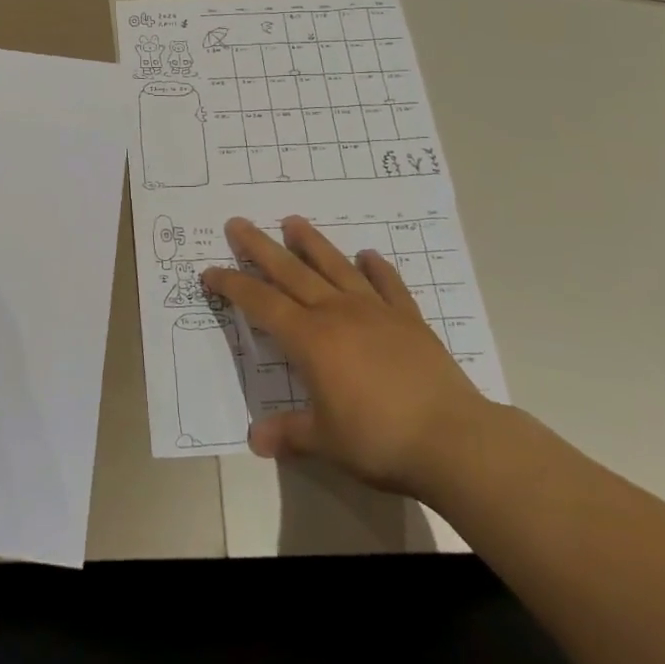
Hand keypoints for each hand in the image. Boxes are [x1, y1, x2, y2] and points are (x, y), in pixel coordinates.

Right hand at [202, 216, 497, 499]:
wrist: (453, 440)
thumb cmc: (379, 440)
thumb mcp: (326, 442)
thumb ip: (290, 433)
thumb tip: (256, 439)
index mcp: (310, 339)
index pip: (261, 304)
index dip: (233, 286)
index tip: (211, 272)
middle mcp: (337, 313)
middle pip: (291, 272)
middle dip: (260, 247)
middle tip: (238, 223)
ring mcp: (375, 311)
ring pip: (335, 267)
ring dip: (312, 243)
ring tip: (293, 221)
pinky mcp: (409, 319)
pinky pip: (389, 285)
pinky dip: (377, 268)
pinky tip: (369, 255)